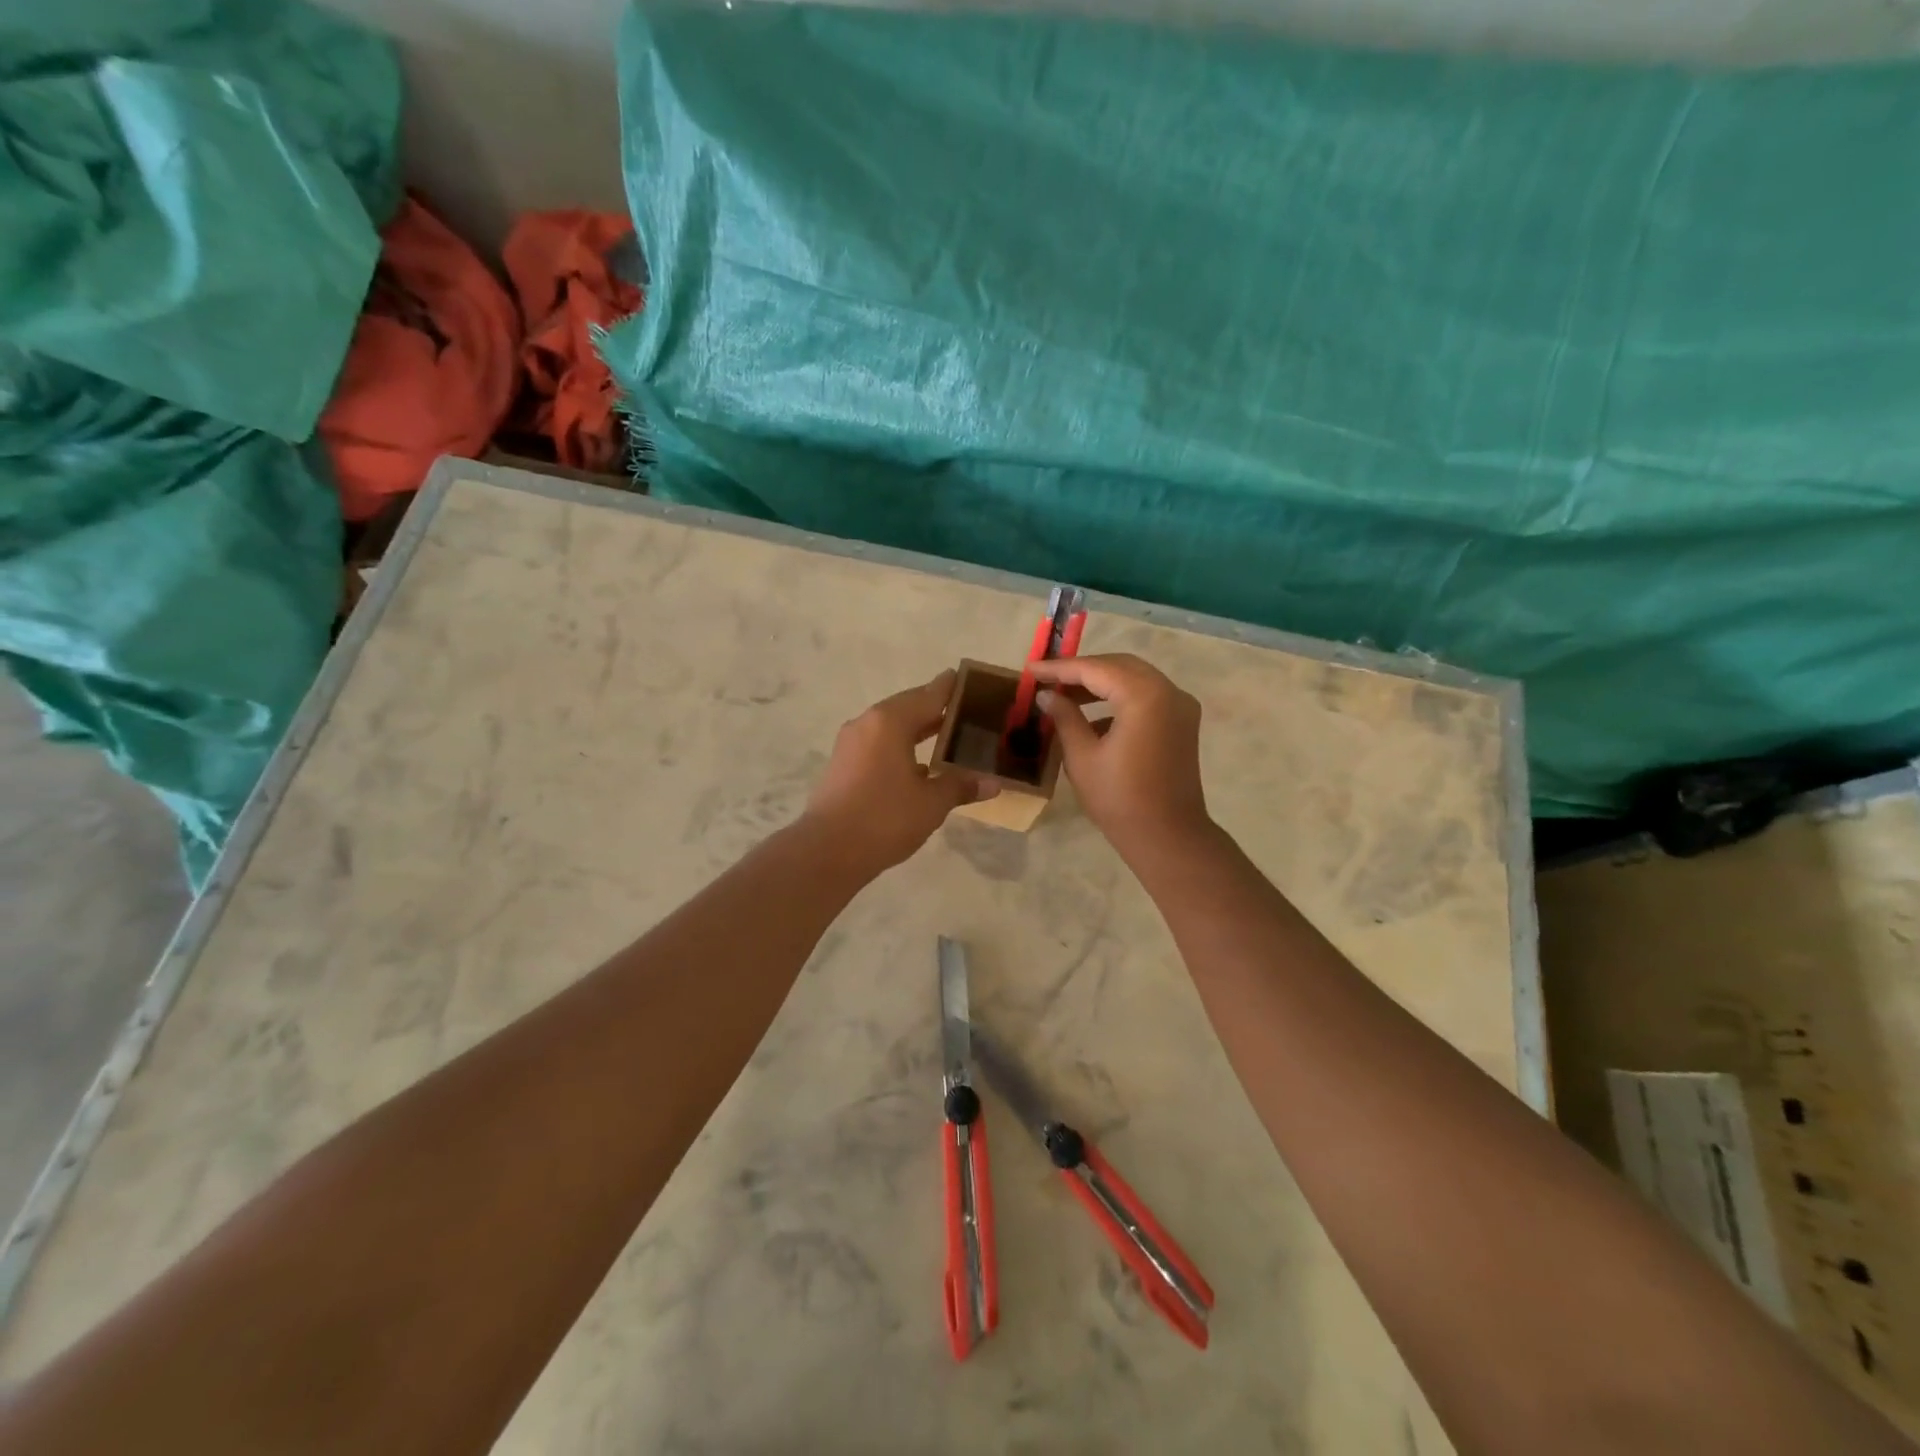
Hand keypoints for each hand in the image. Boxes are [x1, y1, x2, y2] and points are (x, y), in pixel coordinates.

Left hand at [803, 670, 992, 871]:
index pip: (929, 694)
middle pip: (908, 707)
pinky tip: (920, 765)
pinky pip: (879, 745)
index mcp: (890, 721)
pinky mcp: (843, 764)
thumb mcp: (931, 802)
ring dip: (918, 730)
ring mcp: (851, 744)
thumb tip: (993, 783)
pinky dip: (901, 747)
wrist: (828, 850)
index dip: (950, 687)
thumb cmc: (885, 818)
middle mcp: (868, 723)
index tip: (967, 678)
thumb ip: (961, 786)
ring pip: (892, 727)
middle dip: (936, 710)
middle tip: (967, 711)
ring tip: (948, 735)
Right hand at [1029, 654, 1210, 854]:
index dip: (1060, 668)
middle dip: (1082, 671)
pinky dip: (1119, 698)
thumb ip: (1064, 717)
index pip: (1095, 669)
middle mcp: (1168, 691)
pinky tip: (1093, 717)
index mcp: (1144, 696)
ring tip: (1065, 695)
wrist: (1168, 837)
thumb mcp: (1082, 756)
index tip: (1032, 669)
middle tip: (1048, 680)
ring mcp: (1180, 706)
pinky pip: (1147, 696)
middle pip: (1119, 666)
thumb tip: (1047, 695)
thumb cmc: (1119, 799)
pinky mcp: (1182, 722)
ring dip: (1101, 683)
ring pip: (1134, 678)